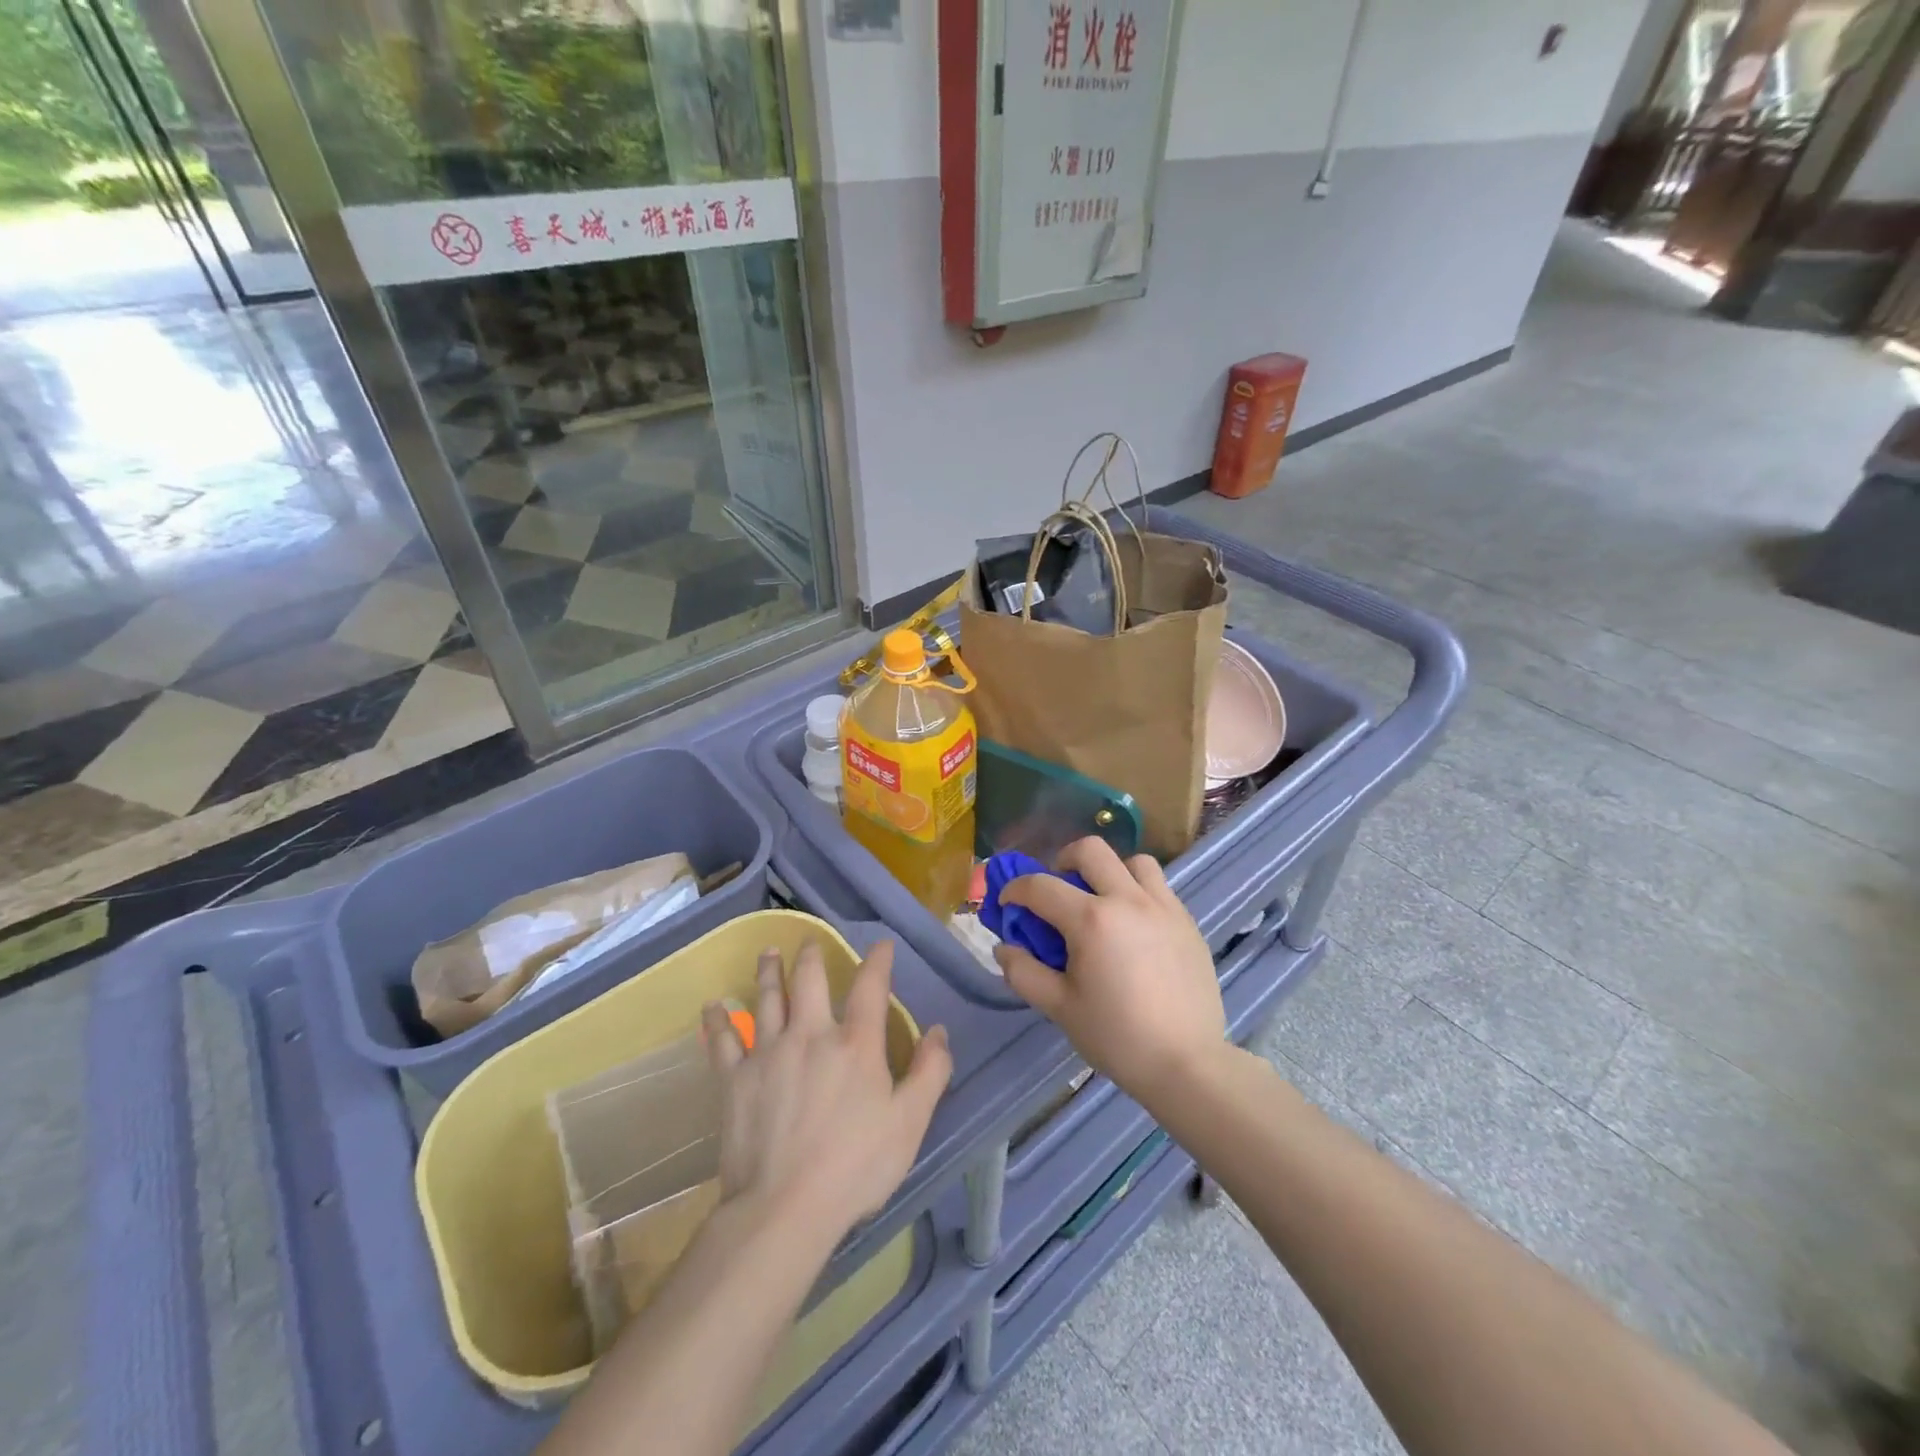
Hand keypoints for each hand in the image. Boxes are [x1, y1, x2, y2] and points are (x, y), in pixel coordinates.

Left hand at [702, 940, 950, 1247]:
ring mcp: (768, 1052)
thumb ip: (930, 1072)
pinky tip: (712, 1005)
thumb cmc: (855, 1167)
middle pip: (809, 979)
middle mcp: (811, 1034)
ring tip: (769, 952)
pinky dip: (717, 1020)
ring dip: (769, 971)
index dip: (878, 960)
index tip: (881, 945)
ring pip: (768, 998)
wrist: (784, 1208)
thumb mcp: (910, 1123)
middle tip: (810, 941)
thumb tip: (939, 1031)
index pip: (871, 986)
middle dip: (812, 955)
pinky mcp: (735, 1078)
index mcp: (856, 1043)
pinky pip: (722, 1040)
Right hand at [994, 837, 1224, 1101]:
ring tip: (1102, 902)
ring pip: (1133, 862)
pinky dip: (1138, 893)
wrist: (1187, 1064)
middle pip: (1091, 850)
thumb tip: (1004, 948)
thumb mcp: (1059, 1008)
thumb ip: (1024, 972)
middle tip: (1057, 889)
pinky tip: (1133, 929)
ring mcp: (1164, 908)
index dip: (1016, 890)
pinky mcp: (1188, 923)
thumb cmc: (1117, 1036)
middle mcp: (1128, 900)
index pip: (1041, 886)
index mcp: (1091, 920)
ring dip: (1109, 872)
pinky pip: (1159, 888)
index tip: (1008, 904)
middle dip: (1063, 861)